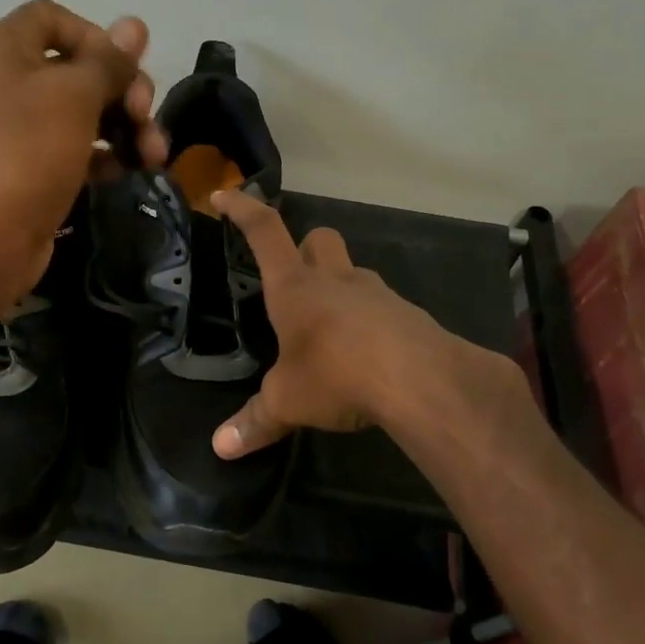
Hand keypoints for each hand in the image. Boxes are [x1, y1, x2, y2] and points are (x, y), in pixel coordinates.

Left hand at [0, 0, 166, 300]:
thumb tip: (134, 24)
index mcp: (9, 48)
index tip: (122, 69)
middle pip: (83, 68)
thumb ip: (110, 61)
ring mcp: (25, 128)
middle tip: (144, 117)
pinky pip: (82, 148)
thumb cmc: (27, 152)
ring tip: (154, 157)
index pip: (56, 18)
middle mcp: (14, 81)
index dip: (96, 37)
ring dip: (128, 128)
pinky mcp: (38, 168)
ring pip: (89, 111)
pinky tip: (130, 172)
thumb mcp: (75, 96)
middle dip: (125, 90)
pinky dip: (109, 155)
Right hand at [210, 188, 467, 458]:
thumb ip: (256, 421)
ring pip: (354, 274)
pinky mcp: (409, 317)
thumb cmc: (338, 374)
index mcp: (296, 288)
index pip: (265, 233)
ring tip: (330, 334)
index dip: (242, 210)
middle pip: (320, 239)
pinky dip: (370, 324)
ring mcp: (378, 295)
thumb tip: (221, 448)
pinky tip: (367, 359)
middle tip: (296, 277)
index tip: (224, 195)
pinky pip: (383, 309)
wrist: (423, 380)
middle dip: (306, 247)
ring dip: (340, 290)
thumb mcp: (288, 401)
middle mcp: (336, 281)